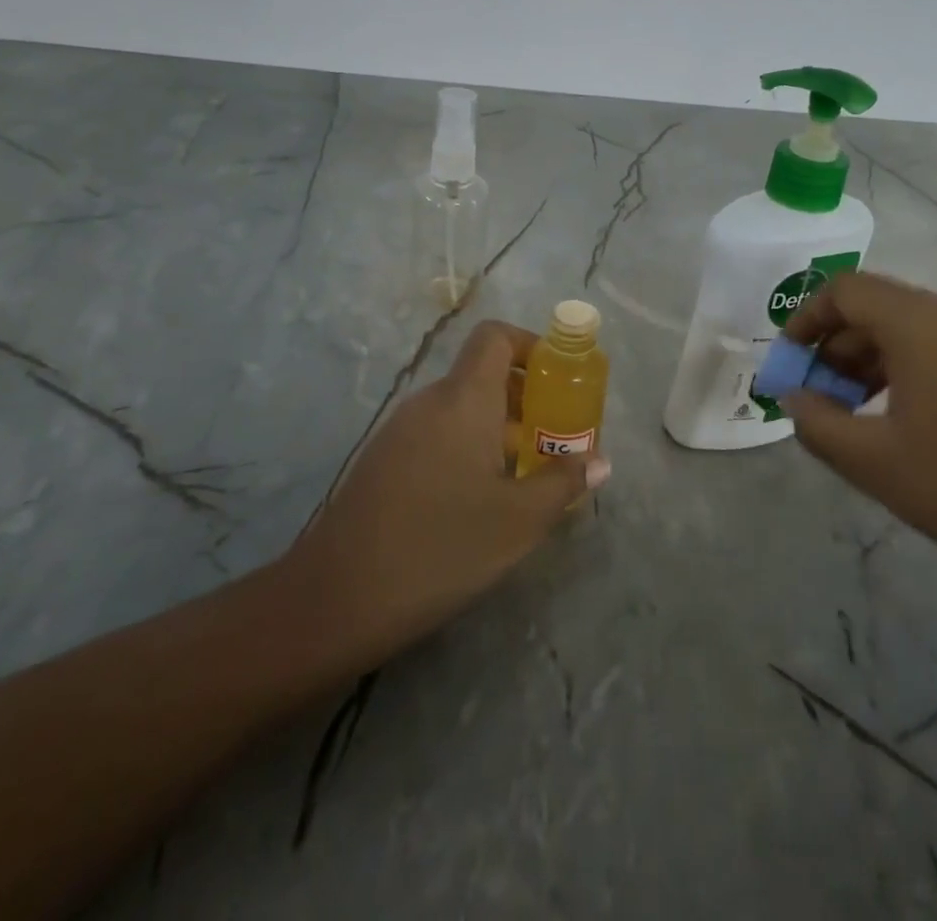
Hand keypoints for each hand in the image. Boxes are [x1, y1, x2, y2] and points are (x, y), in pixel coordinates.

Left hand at [273, 321, 611, 670]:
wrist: (336, 599)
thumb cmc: (442, 546)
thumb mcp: (519, 520)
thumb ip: (564, 482)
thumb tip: (600, 461)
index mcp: (463, 398)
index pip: (495, 337)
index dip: (531, 346)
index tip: (558, 383)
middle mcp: (429, 402)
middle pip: (482, 375)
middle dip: (526, 399)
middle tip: (555, 440)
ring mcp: (400, 431)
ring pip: (460, 410)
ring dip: (498, 429)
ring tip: (526, 476)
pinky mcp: (383, 462)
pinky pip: (437, 435)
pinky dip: (468, 448)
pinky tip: (480, 501)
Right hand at [783, 273, 936, 614]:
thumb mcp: (876, 465)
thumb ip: (817, 423)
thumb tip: (796, 396)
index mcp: (923, 323)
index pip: (846, 289)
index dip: (806, 318)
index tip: (790, 362)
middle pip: (883, 309)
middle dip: (840, 348)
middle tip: (823, 399)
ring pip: (922, 330)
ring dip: (879, 362)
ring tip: (865, 415)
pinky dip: (921, 371)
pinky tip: (924, 424)